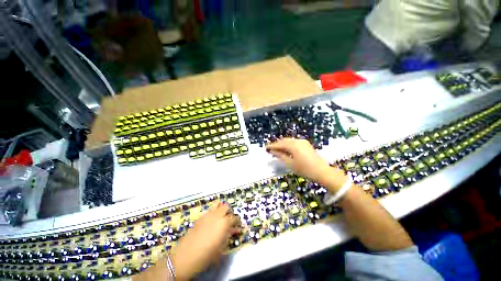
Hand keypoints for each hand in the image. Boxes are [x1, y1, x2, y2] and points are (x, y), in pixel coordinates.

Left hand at [171, 202, 240, 279]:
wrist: (185, 257)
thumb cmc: (206, 255)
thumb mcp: (221, 248)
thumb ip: (228, 235)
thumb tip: (233, 230)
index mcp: (224, 223)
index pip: (234, 217)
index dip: (237, 221)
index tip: (238, 226)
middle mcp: (217, 215)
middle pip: (226, 206)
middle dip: (229, 212)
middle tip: (228, 221)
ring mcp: (207, 215)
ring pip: (217, 204)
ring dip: (220, 209)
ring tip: (220, 217)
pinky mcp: (200, 217)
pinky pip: (209, 210)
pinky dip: (212, 213)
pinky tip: (210, 222)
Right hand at [266, 138, 346, 191]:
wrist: (322, 171)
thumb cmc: (304, 169)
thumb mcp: (290, 163)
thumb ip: (280, 156)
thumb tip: (273, 151)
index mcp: (293, 145)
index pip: (280, 144)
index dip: (272, 146)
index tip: (266, 147)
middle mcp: (297, 141)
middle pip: (284, 141)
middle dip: (277, 144)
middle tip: (270, 149)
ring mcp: (302, 142)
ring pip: (289, 141)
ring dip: (282, 144)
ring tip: (277, 149)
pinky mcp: (306, 144)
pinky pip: (294, 142)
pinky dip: (288, 145)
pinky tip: (286, 149)